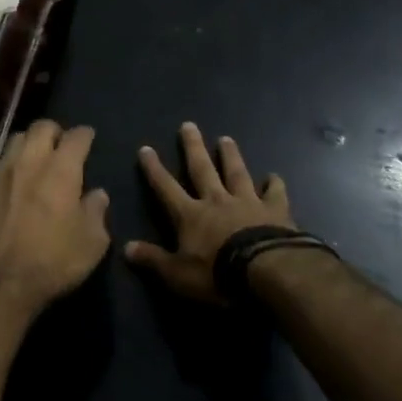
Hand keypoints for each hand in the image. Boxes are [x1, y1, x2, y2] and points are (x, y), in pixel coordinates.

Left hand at [0, 120, 110, 318]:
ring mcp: (1, 171)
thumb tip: (97, 194)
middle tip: (62, 146)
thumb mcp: (92, 243)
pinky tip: (15, 182)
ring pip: (17, 139)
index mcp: (61, 170)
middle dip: (55, 131)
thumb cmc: (52, 261)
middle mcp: (29, 161)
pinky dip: (11, 164)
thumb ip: (96, 212)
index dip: (85, 135)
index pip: (76, 137)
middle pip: (42, 127)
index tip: (88, 138)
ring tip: (37, 159)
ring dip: (30, 143)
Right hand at [125, 122, 292, 303]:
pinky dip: (274, 184)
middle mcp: (217, 201)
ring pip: (236, 173)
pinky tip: (274, 176)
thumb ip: (153, 259)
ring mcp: (247, 203)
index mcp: (191, 215)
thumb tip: (125, 248)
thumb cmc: (218, 274)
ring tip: (226, 138)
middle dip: (193, 148)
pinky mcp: (275, 211)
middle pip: (202, 169)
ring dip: (230, 156)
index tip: (146, 149)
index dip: (154, 169)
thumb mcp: (178, 274)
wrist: (268, 272)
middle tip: (188, 125)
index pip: (166, 187)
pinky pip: (274, 193)